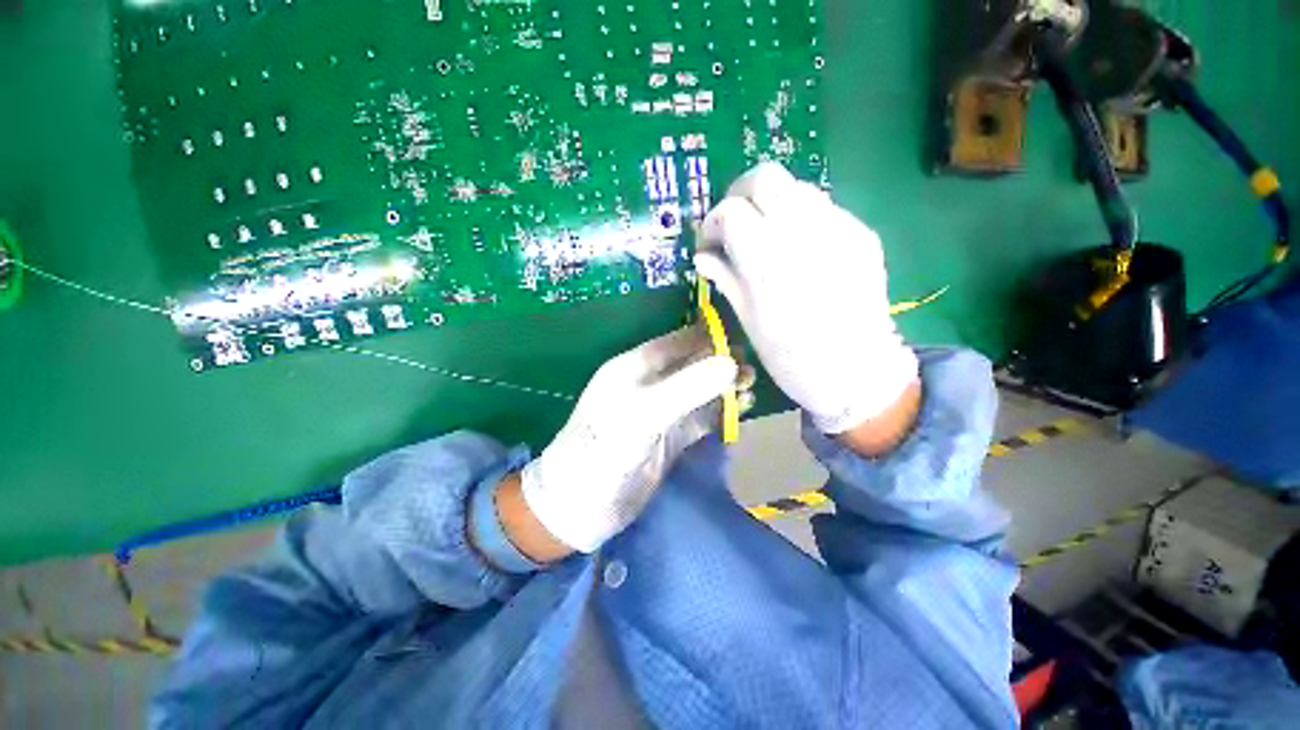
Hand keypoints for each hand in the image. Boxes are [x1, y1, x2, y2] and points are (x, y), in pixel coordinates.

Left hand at [519, 326, 739, 553]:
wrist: (580, 507)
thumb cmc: (604, 451)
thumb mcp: (644, 414)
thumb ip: (687, 387)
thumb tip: (731, 361)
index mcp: (635, 366)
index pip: (678, 342)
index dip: (709, 338)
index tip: (743, 342)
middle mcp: (649, 383)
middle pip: (692, 365)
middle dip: (721, 364)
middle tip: (750, 372)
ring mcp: (661, 411)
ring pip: (699, 391)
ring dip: (724, 388)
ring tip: (751, 389)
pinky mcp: (670, 437)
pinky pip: (701, 417)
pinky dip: (721, 412)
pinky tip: (741, 409)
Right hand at [696, 163, 918, 435]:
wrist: (858, 372)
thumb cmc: (792, 357)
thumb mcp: (748, 320)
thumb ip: (726, 279)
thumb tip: (703, 256)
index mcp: (767, 259)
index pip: (730, 210)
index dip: (712, 222)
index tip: (709, 242)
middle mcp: (803, 231)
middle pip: (765, 178)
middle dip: (740, 195)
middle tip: (733, 224)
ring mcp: (839, 227)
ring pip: (795, 187)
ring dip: (771, 204)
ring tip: (765, 236)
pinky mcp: (862, 234)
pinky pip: (823, 208)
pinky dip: (800, 218)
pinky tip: (798, 248)